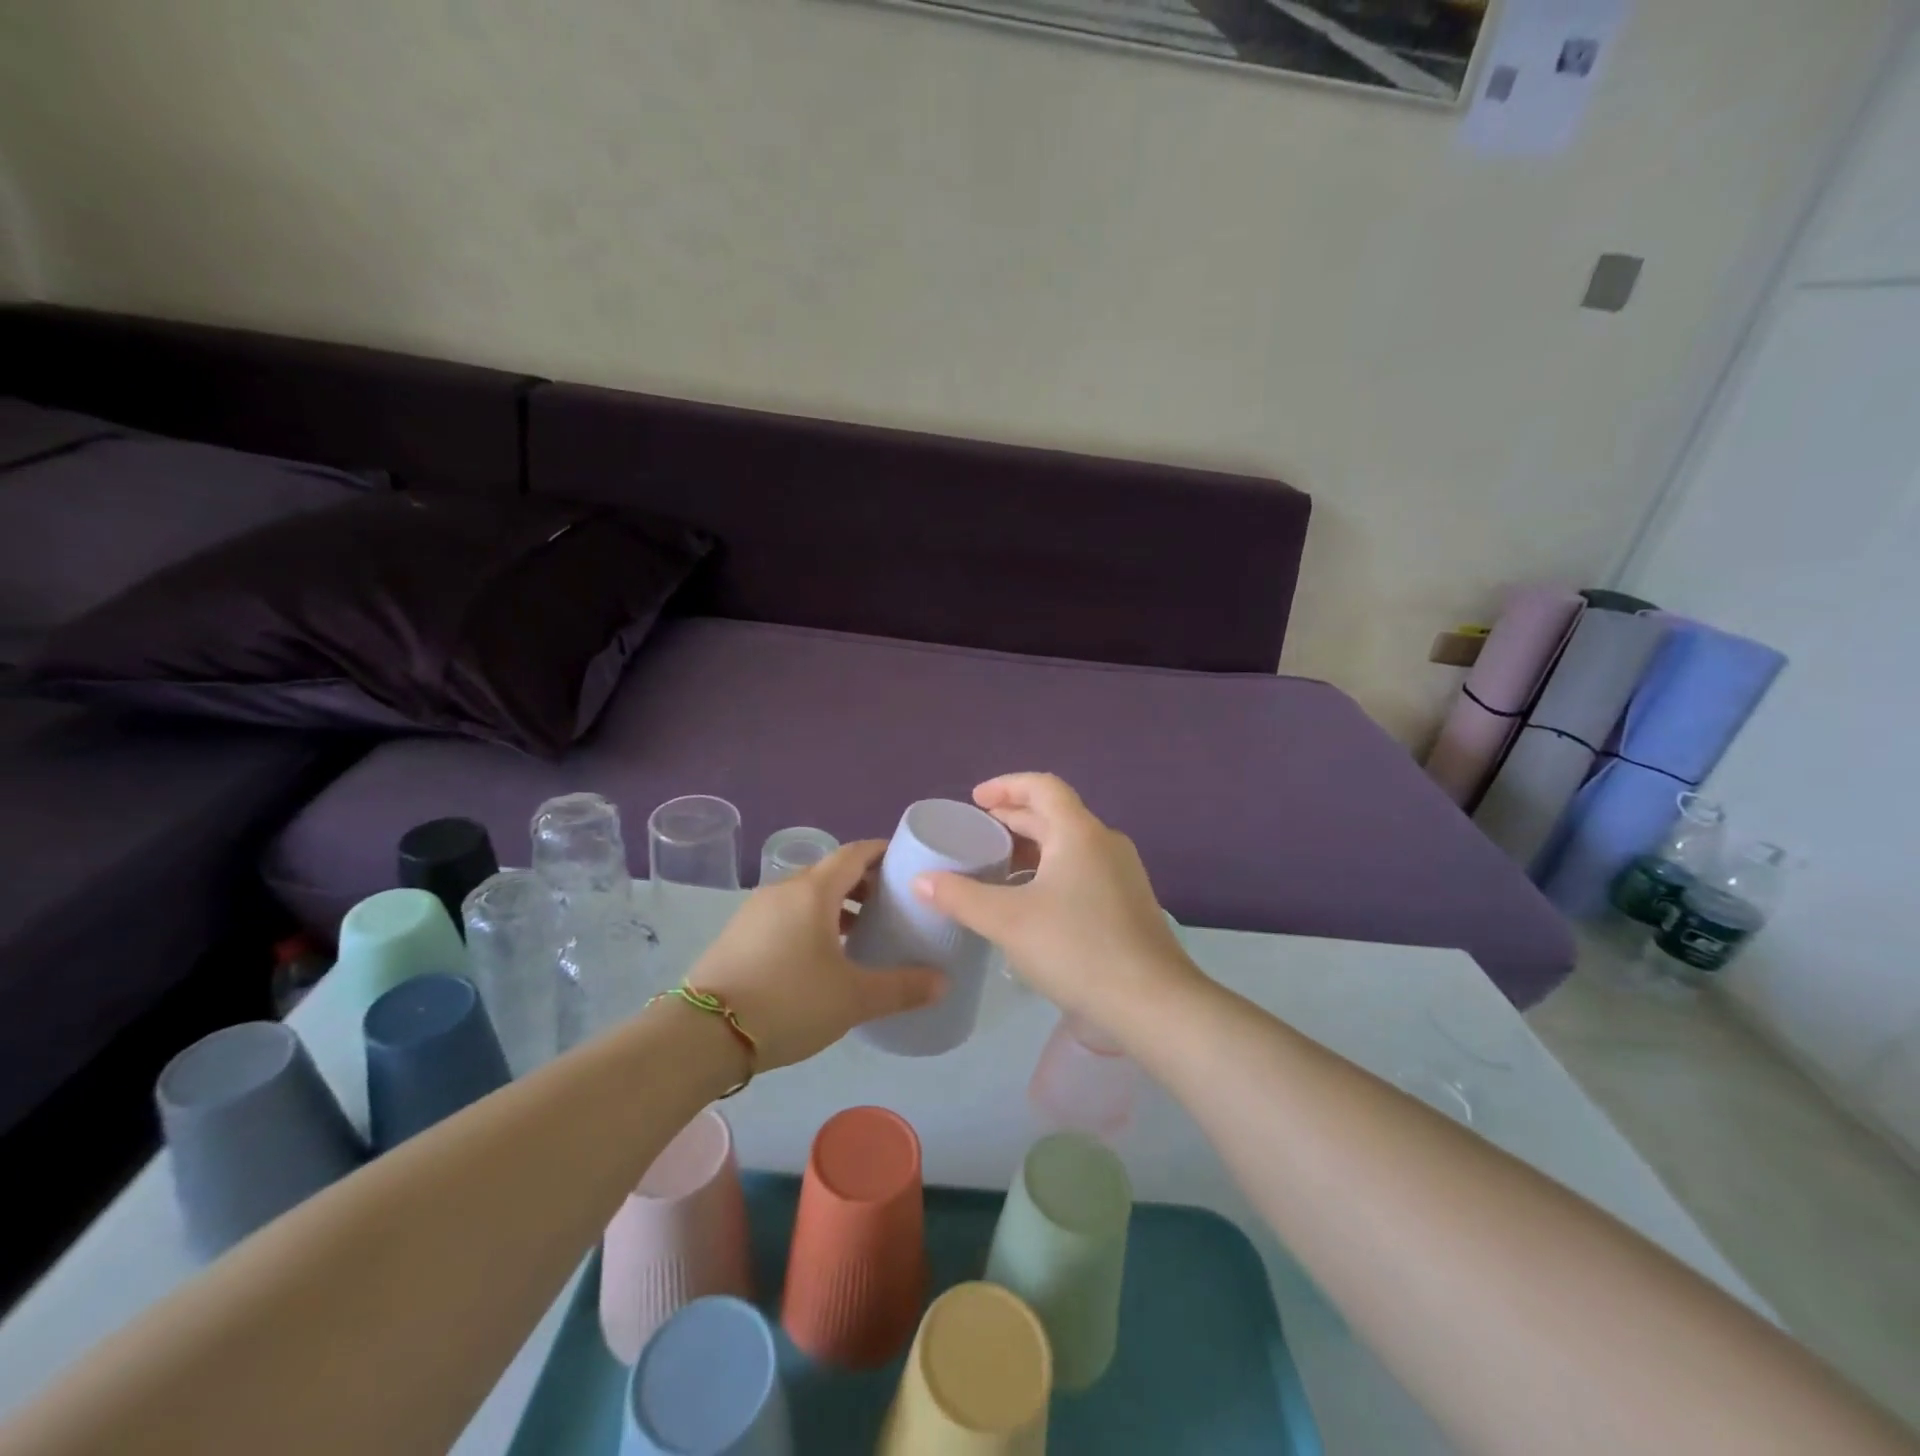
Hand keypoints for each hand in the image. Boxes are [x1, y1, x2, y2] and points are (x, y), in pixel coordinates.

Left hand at [683, 840, 945, 1071]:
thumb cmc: (789, 1002)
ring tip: (860, 933)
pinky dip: (810, 922)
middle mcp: (783, 889)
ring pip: (806, 895)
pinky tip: (820, 957)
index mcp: (813, 891)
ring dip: (836, 906)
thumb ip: (901, 988)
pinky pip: (785, 914)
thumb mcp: (853, 998)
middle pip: (831, 872)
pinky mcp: (738, 934)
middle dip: (863, 883)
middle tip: (891, 906)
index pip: (855, 853)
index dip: (882, 853)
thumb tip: (943, 982)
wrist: (703, 1034)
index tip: (906, 863)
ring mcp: (756, 911)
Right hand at [912, 774, 1198, 1036]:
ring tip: (997, 866)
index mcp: (1079, 833)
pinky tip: (1030, 902)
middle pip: (1055, 814)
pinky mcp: (1127, 903)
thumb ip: (960, 897)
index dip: (1005, 785)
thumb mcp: (1007, 921)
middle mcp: (1105, 843)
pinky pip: (1081, 869)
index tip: (975, 800)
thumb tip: (921, 880)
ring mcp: (1122, 873)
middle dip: (1013, 818)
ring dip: (1032, 847)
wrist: (1152, 1003)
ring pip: (1069, 844)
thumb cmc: (1076, 949)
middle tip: (977, 831)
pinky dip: (1050, 871)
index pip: (1042, 787)